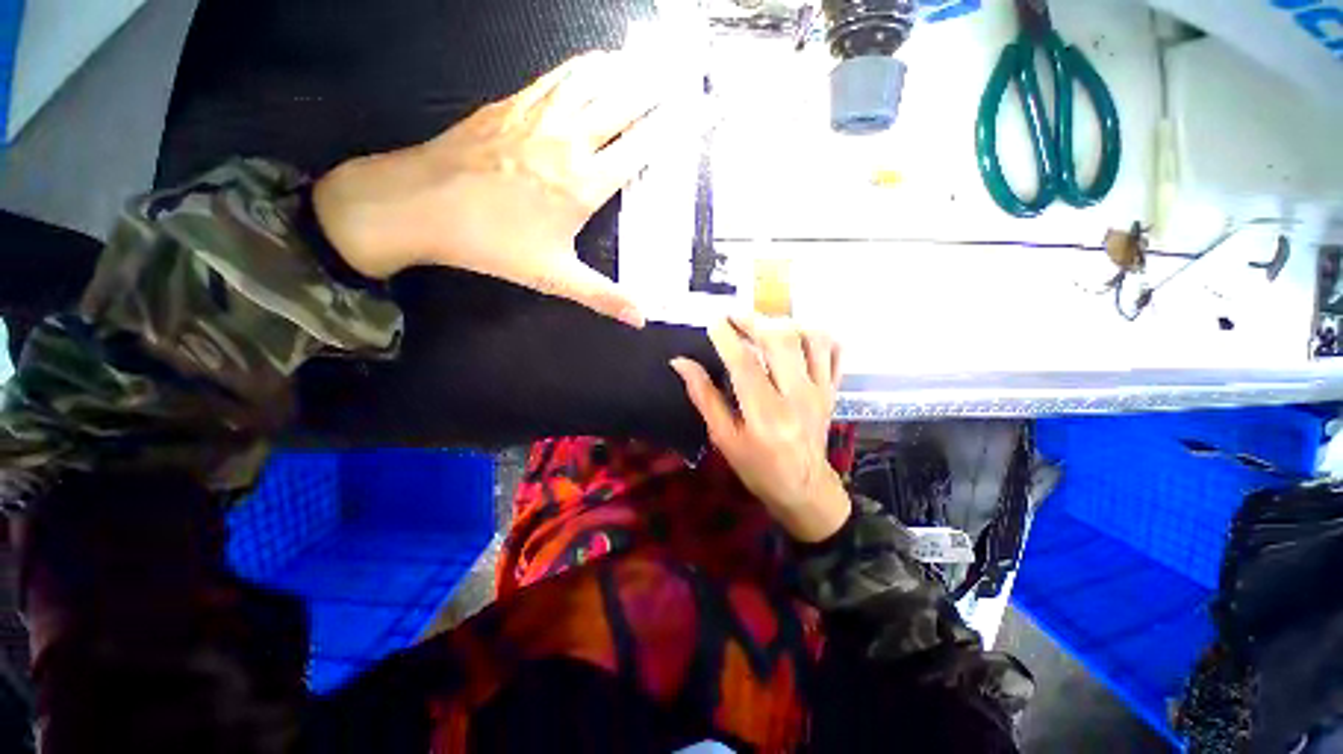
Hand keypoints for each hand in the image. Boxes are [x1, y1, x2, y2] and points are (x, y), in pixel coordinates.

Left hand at [314, 51, 670, 326]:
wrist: (420, 203)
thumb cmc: (492, 243)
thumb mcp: (554, 276)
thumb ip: (603, 296)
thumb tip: (641, 320)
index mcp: (584, 183)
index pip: (640, 147)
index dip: (672, 128)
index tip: (696, 112)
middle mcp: (568, 140)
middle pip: (622, 103)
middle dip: (656, 87)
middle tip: (681, 72)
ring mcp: (538, 115)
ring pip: (591, 81)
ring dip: (623, 69)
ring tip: (648, 60)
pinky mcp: (512, 104)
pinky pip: (557, 76)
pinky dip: (583, 66)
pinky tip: (593, 61)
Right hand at [670, 315, 849, 541]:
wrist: (804, 488)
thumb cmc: (757, 467)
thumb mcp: (723, 438)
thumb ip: (704, 397)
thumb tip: (681, 363)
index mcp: (765, 414)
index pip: (745, 362)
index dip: (727, 336)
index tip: (713, 322)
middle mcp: (797, 396)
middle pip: (781, 340)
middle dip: (754, 320)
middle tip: (734, 317)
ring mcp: (820, 390)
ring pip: (812, 337)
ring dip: (785, 323)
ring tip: (764, 326)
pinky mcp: (833, 390)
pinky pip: (834, 350)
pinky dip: (816, 335)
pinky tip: (795, 337)